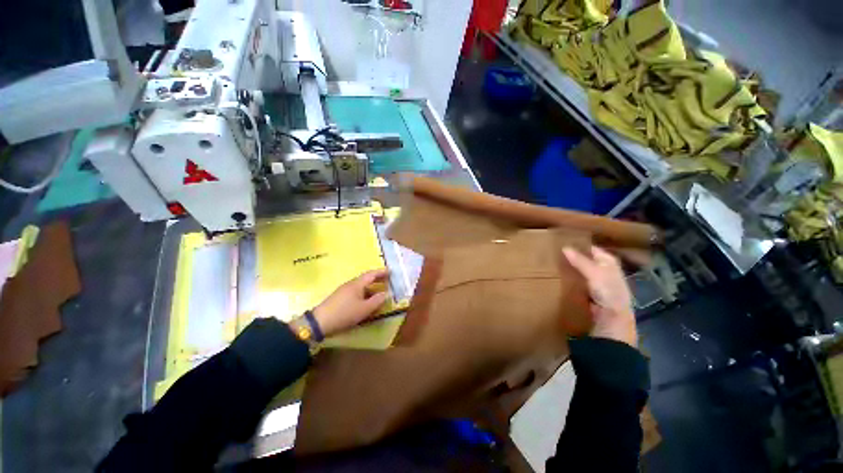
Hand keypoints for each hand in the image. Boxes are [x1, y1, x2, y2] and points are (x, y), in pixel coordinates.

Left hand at [312, 269, 389, 336]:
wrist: (319, 322)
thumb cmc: (345, 313)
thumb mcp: (364, 309)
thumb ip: (377, 301)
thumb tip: (386, 293)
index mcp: (357, 284)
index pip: (371, 274)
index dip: (381, 272)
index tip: (390, 271)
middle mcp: (350, 284)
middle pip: (366, 279)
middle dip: (377, 279)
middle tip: (388, 280)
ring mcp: (344, 291)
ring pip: (361, 286)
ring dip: (371, 287)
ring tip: (380, 291)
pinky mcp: (340, 298)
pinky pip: (356, 292)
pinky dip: (365, 293)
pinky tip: (367, 301)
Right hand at [562, 246, 636, 346]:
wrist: (612, 322)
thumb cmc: (609, 294)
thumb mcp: (595, 274)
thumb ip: (581, 261)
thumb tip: (564, 247)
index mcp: (609, 263)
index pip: (593, 249)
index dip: (580, 244)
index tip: (562, 240)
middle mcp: (604, 271)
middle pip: (586, 260)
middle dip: (573, 256)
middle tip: (554, 251)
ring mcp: (596, 284)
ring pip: (580, 271)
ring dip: (570, 268)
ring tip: (553, 262)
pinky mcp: (588, 294)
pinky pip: (577, 282)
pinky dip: (569, 279)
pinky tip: (558, 278)